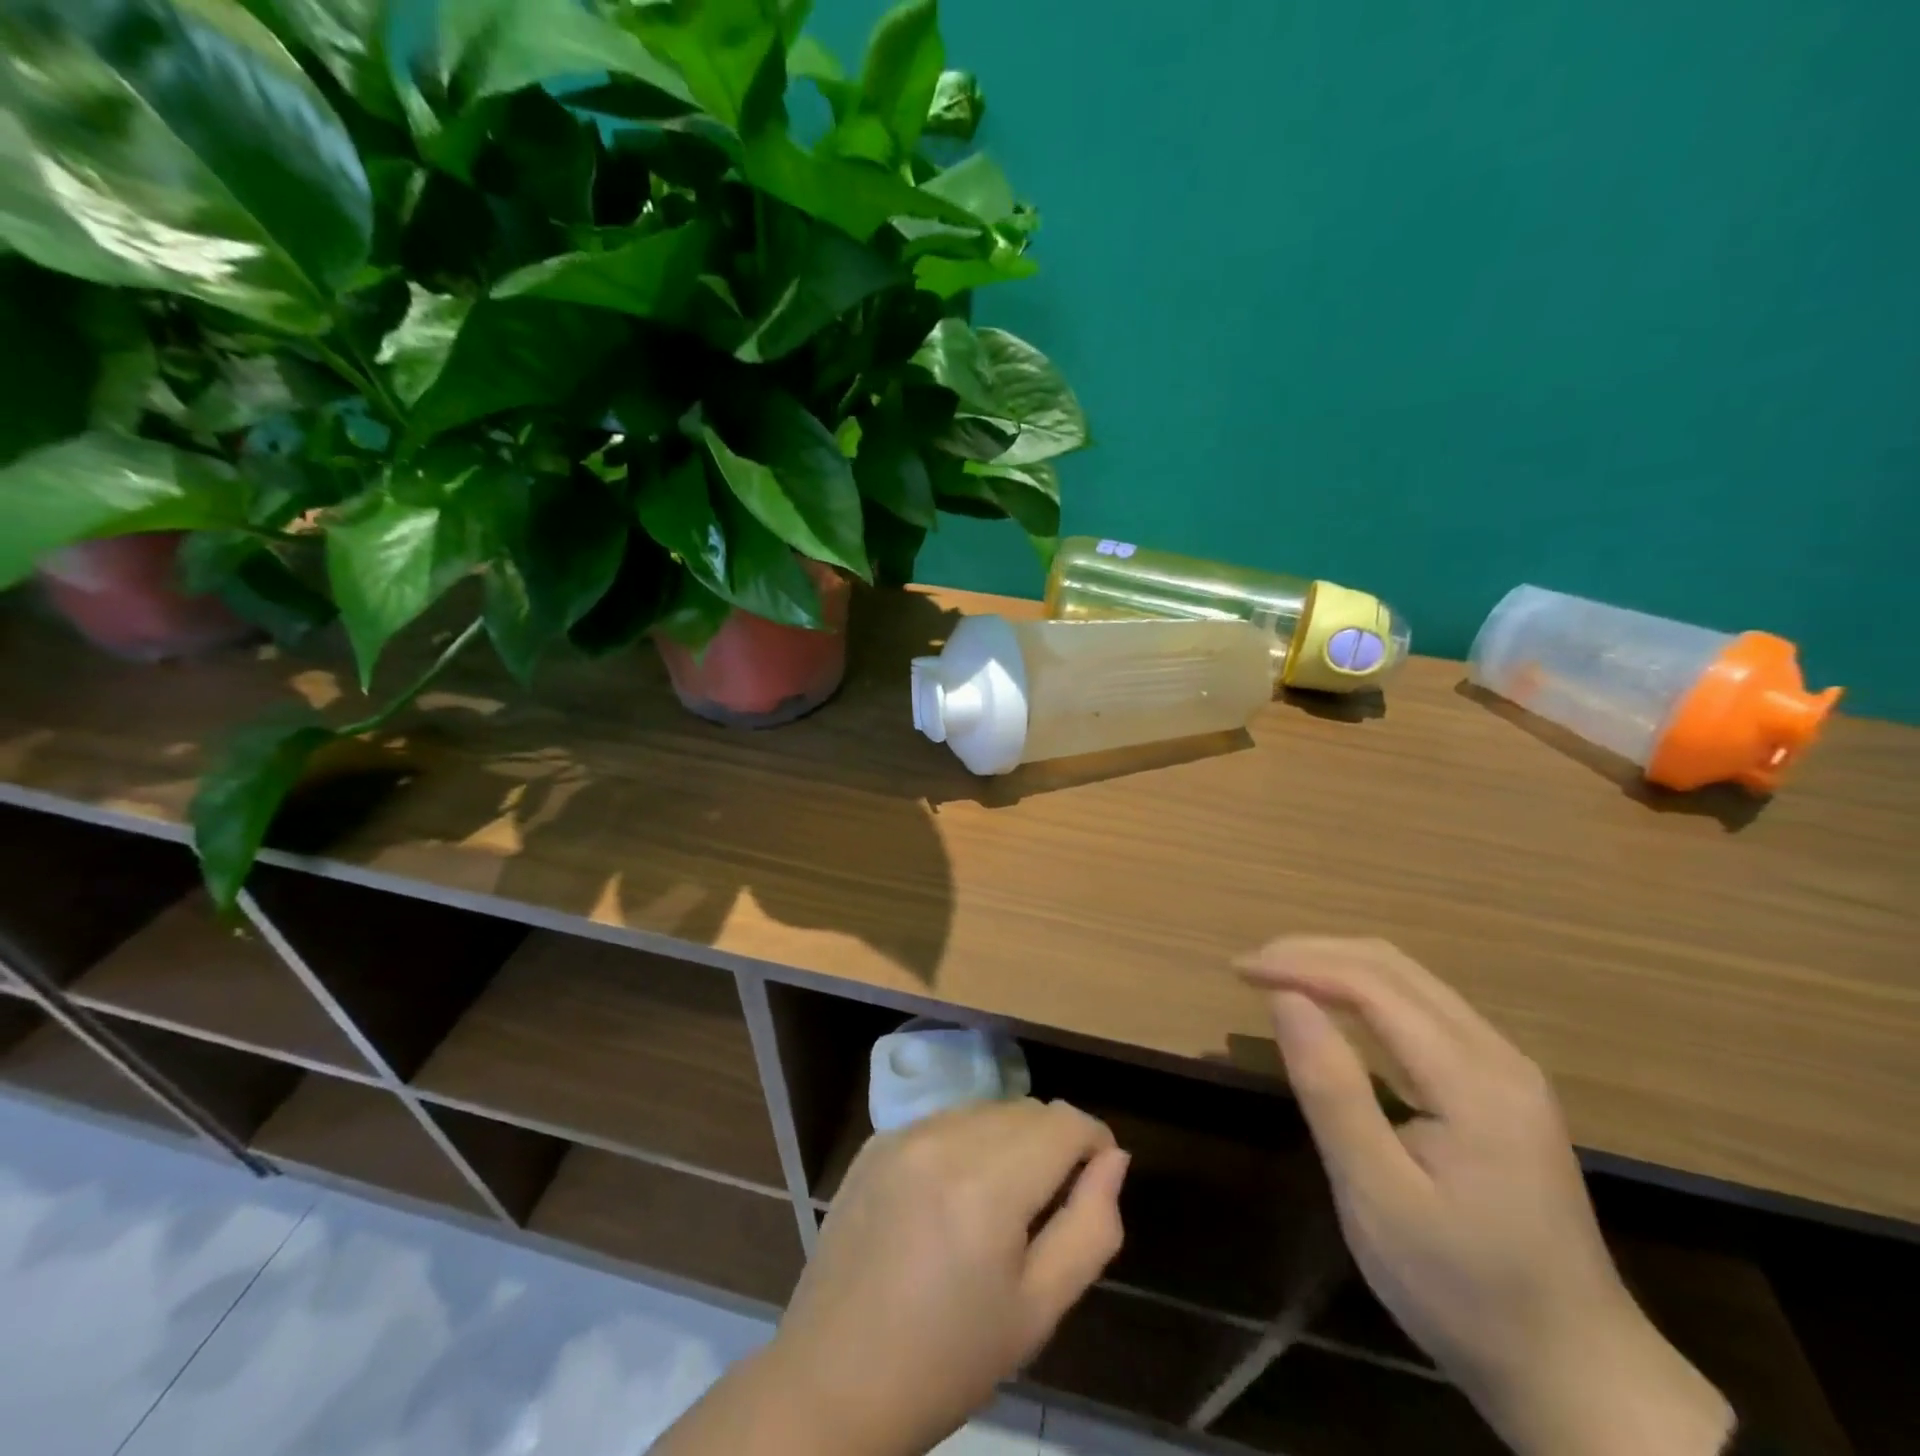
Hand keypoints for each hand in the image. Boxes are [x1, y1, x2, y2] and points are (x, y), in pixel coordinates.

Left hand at [764, 1099, 1128, 1455]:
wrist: (834, 1380)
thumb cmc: (948, 1359)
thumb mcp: (1038, 1310)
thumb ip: (1090, 1227)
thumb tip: (1114, 1159)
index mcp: (988, 1184)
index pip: (1064, 1122)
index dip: (1094, 1141)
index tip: (1098, 1177)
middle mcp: (945, 1139)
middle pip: (1026, 1110)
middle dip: (1053, 1142)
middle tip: (1050, 1203)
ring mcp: (904, 1133)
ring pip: (985, 1108)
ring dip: (1009, 1138)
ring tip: (1001, 1201)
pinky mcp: (876, 1141)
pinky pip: (944, 1120)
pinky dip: (966, 1141)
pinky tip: (954, 1194)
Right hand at [1240, 938, 1731, 1455]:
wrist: (1579, 1373)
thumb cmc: (1464, 1290)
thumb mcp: (1378, 1197)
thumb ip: (1332, 1090)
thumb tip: (1285, 999)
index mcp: (1474, 1080)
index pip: (1373, 985)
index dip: (1299, 964)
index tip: (1239, 971)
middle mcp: (1498, 1055)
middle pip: (1394, 968)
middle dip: (1314, 954)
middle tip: (1251, 968)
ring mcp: (1507, 1070)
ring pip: (1410, 982)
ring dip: (1338, 968)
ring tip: (1278, 979)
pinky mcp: (1502, 1087)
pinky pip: (1424, 1011)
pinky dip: (1365, 994)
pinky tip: (1334, 1012)